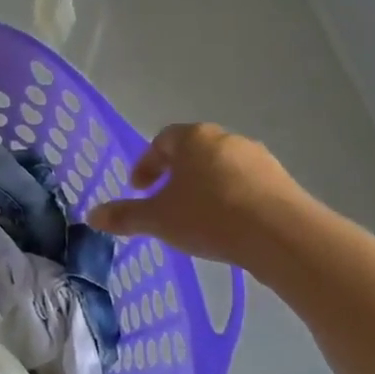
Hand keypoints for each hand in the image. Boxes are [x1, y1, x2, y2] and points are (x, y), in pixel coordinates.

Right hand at [87, 123, 309, 267]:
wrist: (281, 235)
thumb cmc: (209, 216)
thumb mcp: (158, 219)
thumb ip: (124, 216)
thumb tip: (92, 216)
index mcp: (193, 138)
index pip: (161, 140)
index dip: (146, 164)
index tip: (139, 189)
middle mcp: (226, 139)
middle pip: (193, 152)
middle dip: (176, 176)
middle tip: (165, 202)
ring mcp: (258, 159)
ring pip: (220, 168)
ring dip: (204, 188)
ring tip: (196, 218)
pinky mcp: (282, 182)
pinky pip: (246, 185)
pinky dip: (230, 199)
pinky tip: (227, 226)